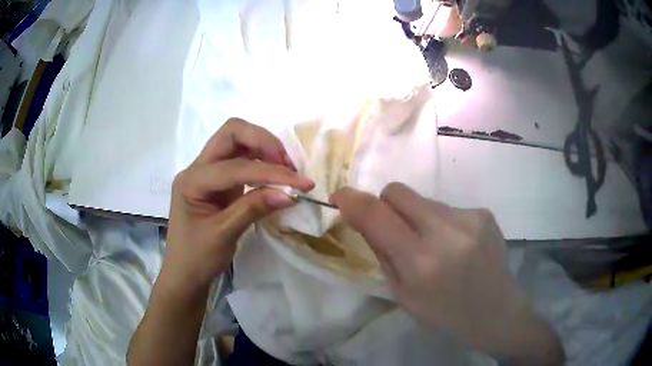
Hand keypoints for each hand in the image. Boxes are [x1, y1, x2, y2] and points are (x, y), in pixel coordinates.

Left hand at [165, 118, 313, 292]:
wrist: (185, 273)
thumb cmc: (197, 257)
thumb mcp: (224, 235)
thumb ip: (253, 209)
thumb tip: (290, 194)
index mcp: (191, 181)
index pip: (235, 167)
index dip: (269, 173)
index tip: (301, 184)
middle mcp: (197, 168)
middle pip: (231, 133)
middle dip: (263, 141)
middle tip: (287, 163)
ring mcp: (207, 172)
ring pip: (237, 141)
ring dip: (264, 148)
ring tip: (287, 168)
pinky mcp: (218, 181)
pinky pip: (240, 159)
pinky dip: (260, 162)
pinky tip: (274, 175)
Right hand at [331, 183, 563, 363]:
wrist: (498, 313)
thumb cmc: (446, 315)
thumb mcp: (404, 296)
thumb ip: (382, 254)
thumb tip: (364, 219)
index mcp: (422, 263)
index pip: (376, 215)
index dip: (352, 200)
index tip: (340, 197)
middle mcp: (447, 232)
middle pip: (398, 191)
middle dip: (385, 204)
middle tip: (393, 229)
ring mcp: (470, 218)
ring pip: (423, 200)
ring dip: (417, 218)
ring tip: (435, 247)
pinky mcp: (484, 212)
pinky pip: (447, 208)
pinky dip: (441, 223)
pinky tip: (457, 246)